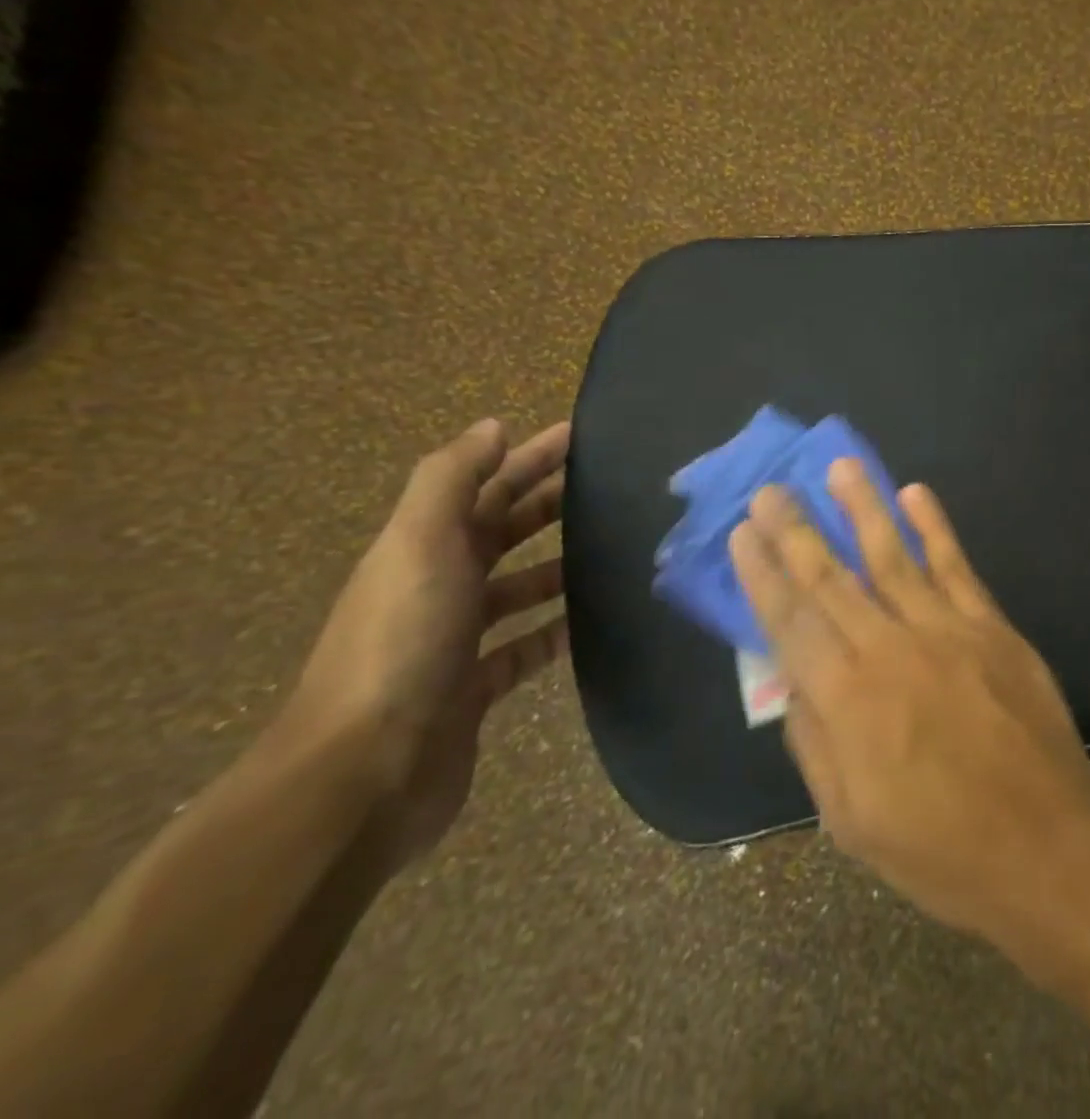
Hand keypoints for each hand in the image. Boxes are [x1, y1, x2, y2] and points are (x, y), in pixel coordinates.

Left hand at [290, 419, 570, 869]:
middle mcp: (437, 588)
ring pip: (518, 590)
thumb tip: (494, 426)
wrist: (365, 773)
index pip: (484, 487)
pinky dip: (556, 632)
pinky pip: (526, 648)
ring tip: (613, 553)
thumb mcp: (418, 543)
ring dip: (558, 567)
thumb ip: (451, 479)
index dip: (528, 457)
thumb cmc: (400, 642)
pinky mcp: (475, 689)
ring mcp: (455, 642)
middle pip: (502, 532)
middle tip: (609, 487)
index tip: (579, 436)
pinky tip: (594, 623)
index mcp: (422, 549)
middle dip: (548, 503)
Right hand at [727, 459, 1089, 938]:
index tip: (744, 533)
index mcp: (848, 699)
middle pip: (833, 578)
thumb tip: (793, 684)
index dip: (763, 574)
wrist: (1046, 844)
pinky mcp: (991, 626)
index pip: (791, 622)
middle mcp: (890, 648)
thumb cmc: (941, 848)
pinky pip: (956, 566)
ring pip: (893, 555)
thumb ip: (815, 744)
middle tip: (773, 488)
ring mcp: (946, 629)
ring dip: (863, 507)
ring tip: (840, 467)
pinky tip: (916, 494)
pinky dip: (935, 528)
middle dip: (797, 530)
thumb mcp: (852, 821)